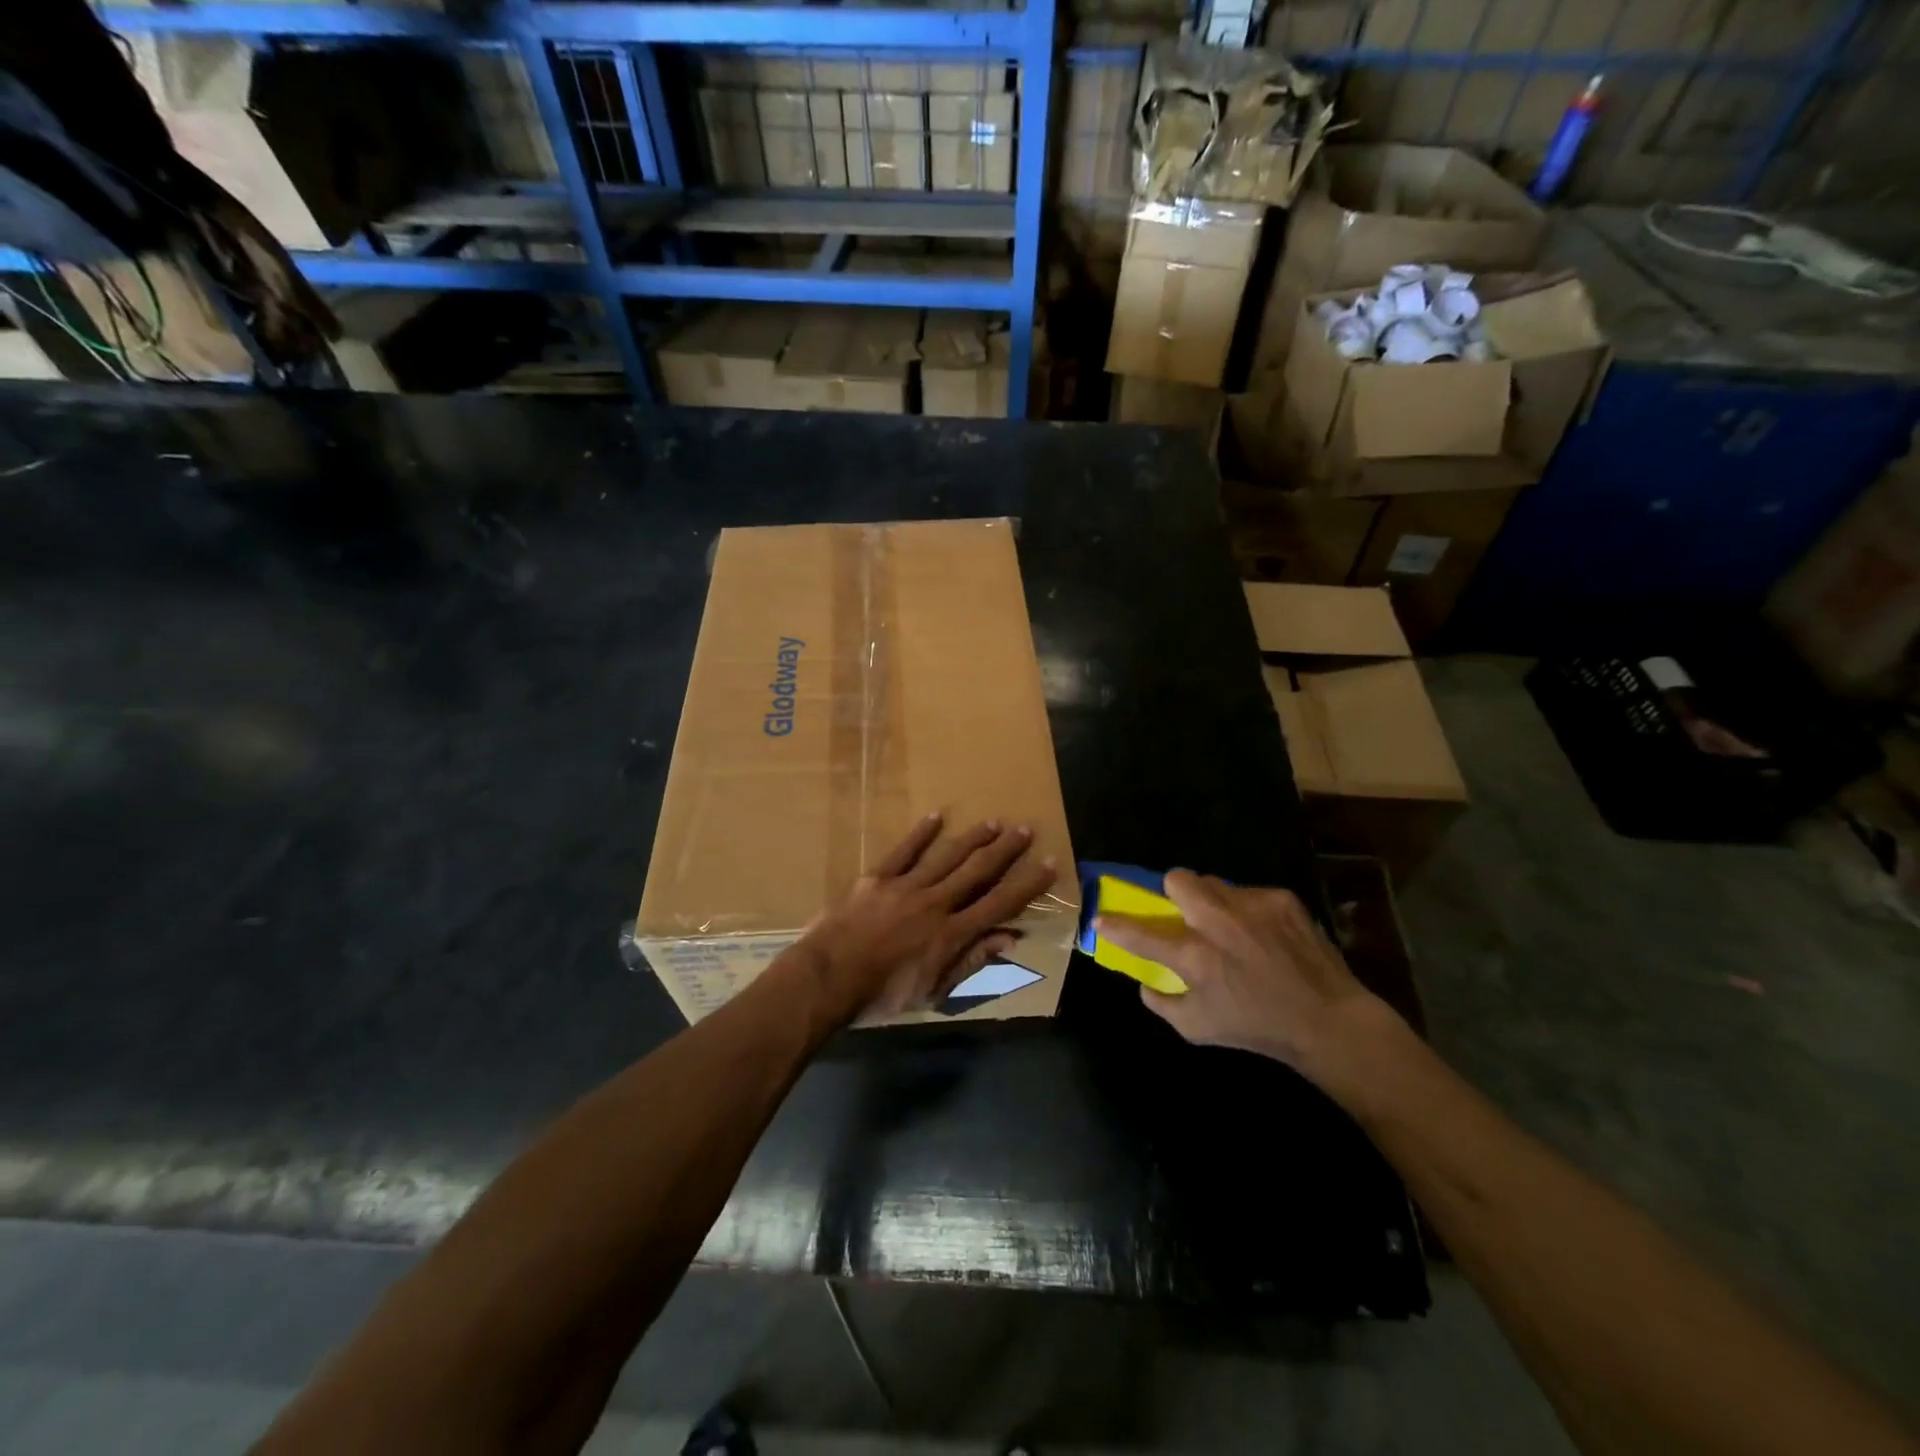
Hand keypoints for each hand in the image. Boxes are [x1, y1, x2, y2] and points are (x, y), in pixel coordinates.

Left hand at [796, 813, 1058, 1020]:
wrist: (827, 978)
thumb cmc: (882, 995)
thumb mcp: (932, 991)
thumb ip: (970, 961)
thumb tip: (1008, 938)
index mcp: (951, 934)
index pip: (999, 904)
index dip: (1026, 884)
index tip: (1048, 864)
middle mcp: (935, 903)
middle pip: (977, 871)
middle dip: (1004, 850)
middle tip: (1024, 829)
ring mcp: (905, 886)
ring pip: (946, 856)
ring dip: (972, 838)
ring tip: (993, 822)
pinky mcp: (877, 878)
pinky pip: (903, 851)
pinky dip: (920, 833)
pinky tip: (936, 817)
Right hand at [1095, 870, 1388, 1083]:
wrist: (1328, 1020)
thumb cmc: (1257, 1028)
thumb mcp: (1198, 1029)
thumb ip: (1162, 1002)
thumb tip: (1144, 981)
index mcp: (1194, 956)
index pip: (1140, 933)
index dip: (1115, 925)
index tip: (1101, 918)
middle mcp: (1218, 922)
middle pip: (1177, 879)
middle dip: (1172, 892)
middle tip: (1183, 915)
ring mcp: (1251, 906)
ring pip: (1213, 883)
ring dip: (1210, 901)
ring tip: (1228, 927)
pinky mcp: (1281, 899)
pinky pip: (1248, 894)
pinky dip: (1246, 911)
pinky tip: (1264, 936)